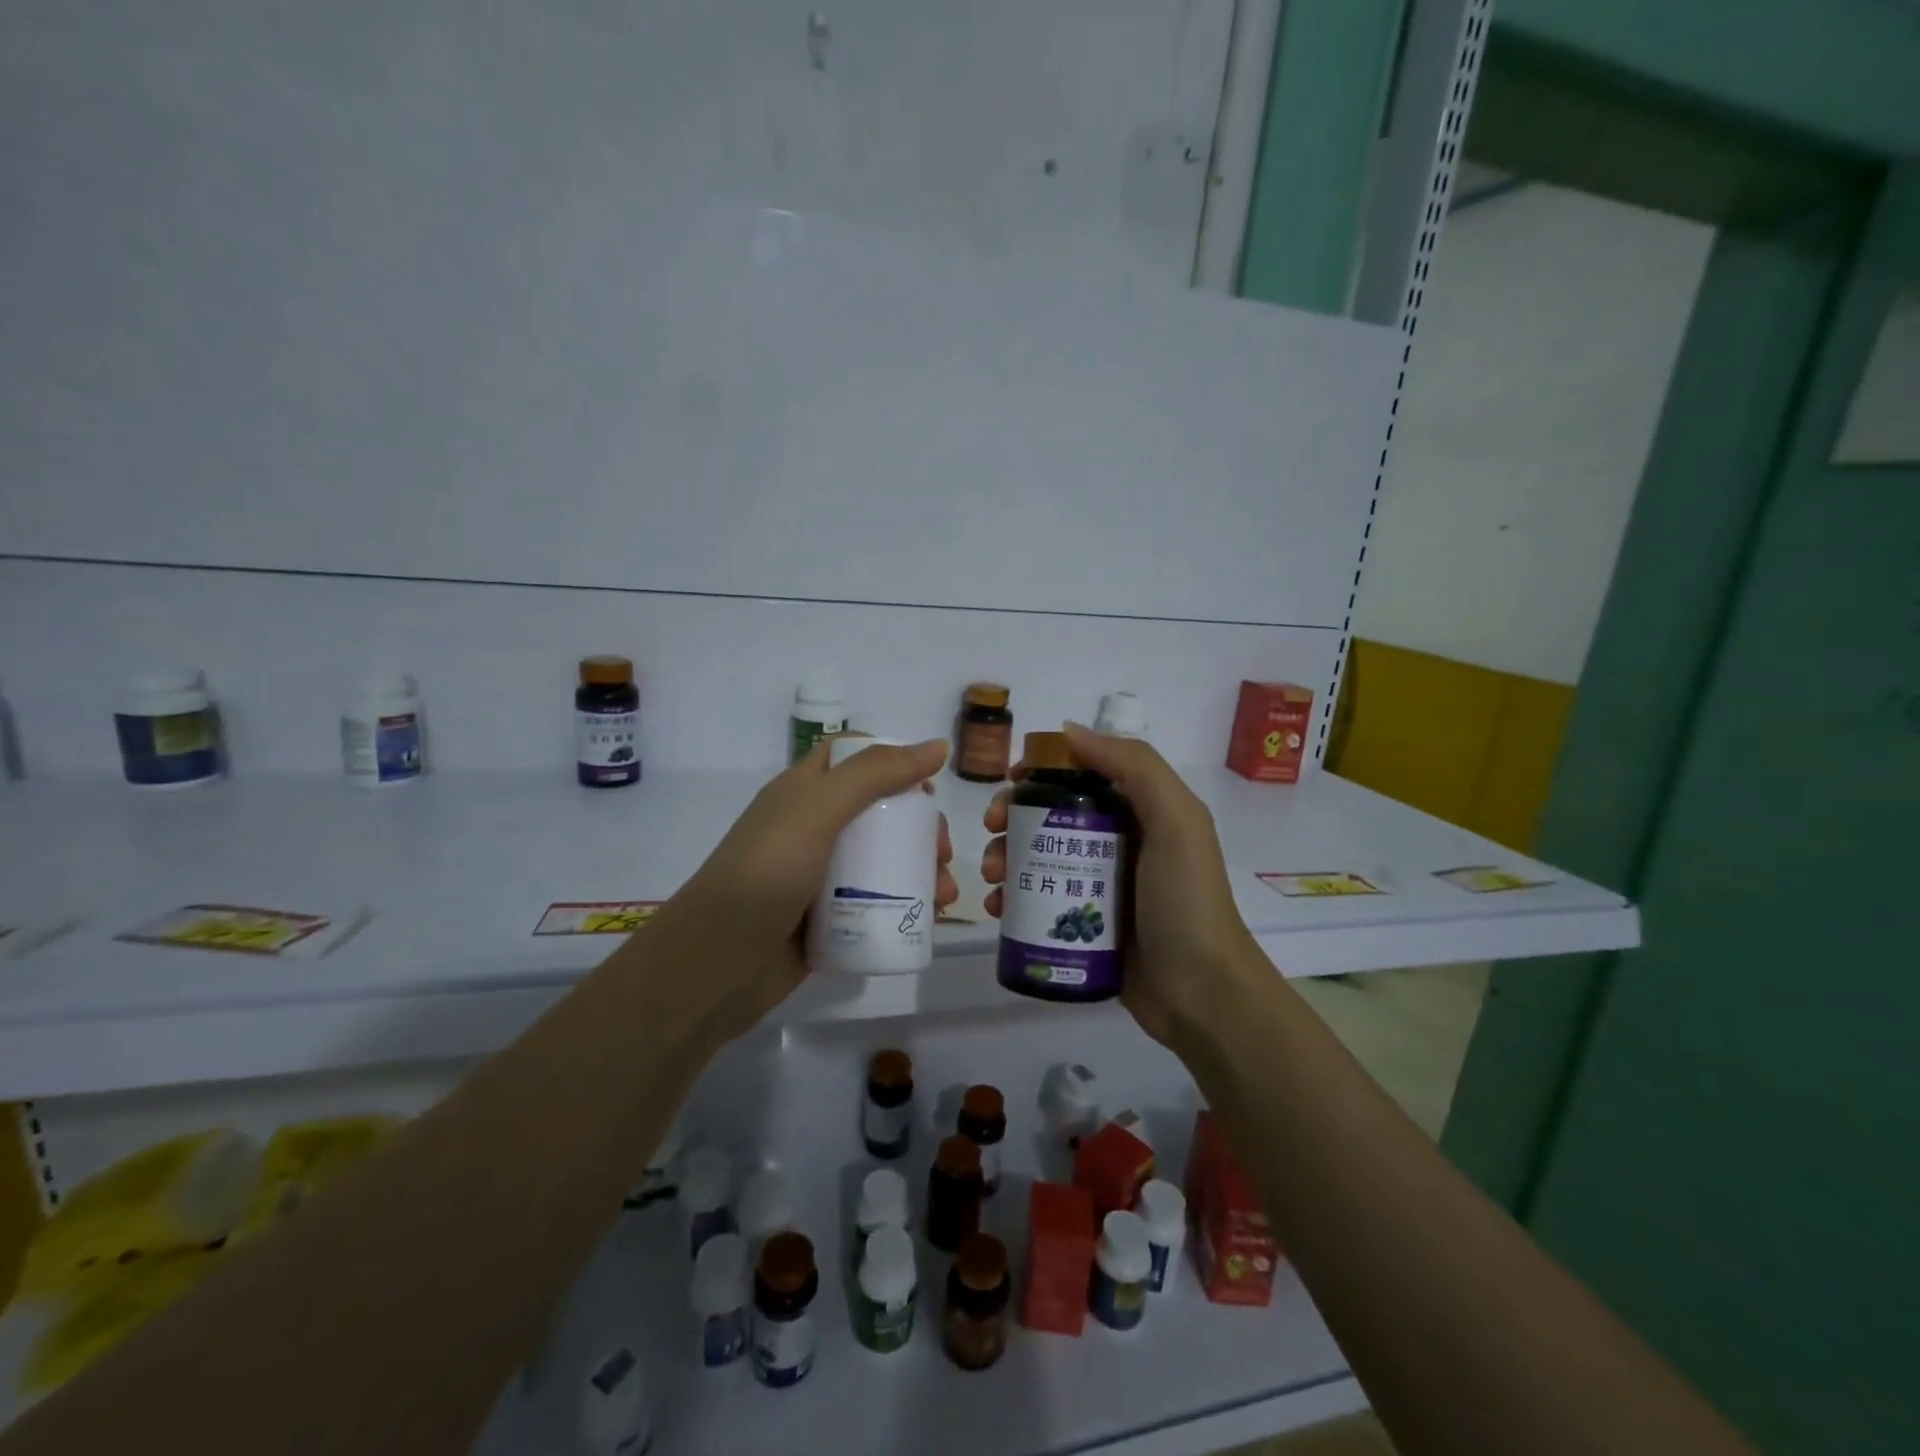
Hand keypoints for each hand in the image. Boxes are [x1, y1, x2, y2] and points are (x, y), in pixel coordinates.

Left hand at [649, 739, 956, 1037]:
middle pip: (878, 812)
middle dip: (918, 826)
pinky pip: (875, 902)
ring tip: (944, 894)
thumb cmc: (767, 873)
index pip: (853, 757)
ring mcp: (819, 876)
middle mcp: (813, 828)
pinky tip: (930, 919)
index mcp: (804, 791)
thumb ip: (876, 774)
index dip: (893, 762)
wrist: (717, 965)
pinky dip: (906, 905)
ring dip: (920, 869)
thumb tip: (937, 747)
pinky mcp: (828, 918)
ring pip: (882, 860)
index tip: (927, 788)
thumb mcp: (819, 809)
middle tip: (942, 851)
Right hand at [981, 723, 1260, 1048]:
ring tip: (991, 878)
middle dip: (1014, 818)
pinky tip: (996, 908)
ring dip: (1005, 858)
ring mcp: (1099, 886)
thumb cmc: (1185, 900)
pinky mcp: (1084, 926)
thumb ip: (1134, 766)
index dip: (1044, 771)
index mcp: (1141, 811)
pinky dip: (1012, 899)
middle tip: (992, 831)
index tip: (1011, 781)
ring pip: (1040, 858)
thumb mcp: (1176, 820)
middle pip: (1053, 816)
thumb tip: (1069, 731)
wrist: (1201, 994)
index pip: (1083, 775)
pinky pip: (1039, 901)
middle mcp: (1119, 842)